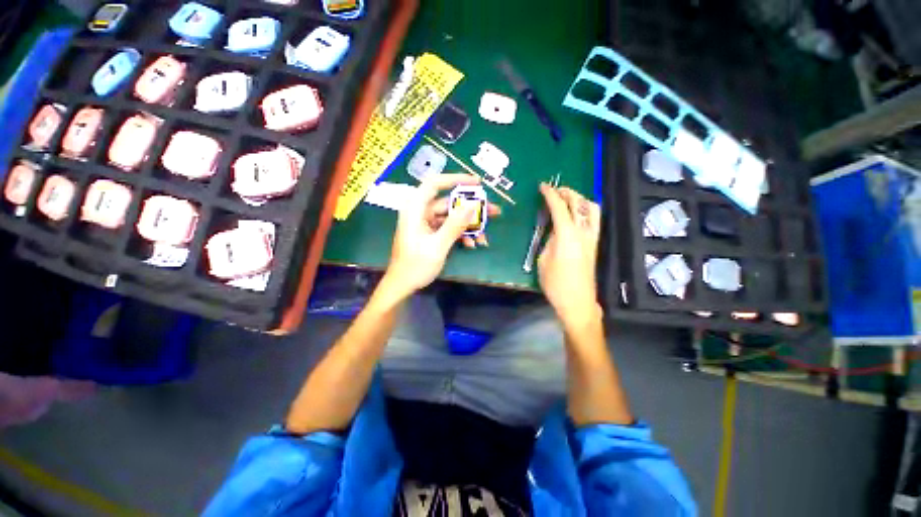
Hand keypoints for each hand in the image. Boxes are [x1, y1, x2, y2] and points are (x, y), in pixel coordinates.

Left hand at [382, 174, 500, 298]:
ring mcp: (426, 223)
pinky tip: (472, 245)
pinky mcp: (430, 233)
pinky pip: (449, 228)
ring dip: (469, 226)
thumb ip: (455, 224)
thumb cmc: (415, 266)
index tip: (477, 183)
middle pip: (448, 202)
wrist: (402, 286)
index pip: (435, 183)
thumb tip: (472, 205)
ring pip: (451, 217)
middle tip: (493, 211)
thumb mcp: (438, 246)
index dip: (456, 179)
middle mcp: (420, 212)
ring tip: (485, 236)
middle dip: (471, 209)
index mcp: (415, 209)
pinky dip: (461, 235)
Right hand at [537, 184, 602, 330]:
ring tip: (568, 198)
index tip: (543, 186)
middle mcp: (583, 232)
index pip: (560, 208)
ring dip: (580, 199)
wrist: (577, 302)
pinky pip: (594, 220)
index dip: (550, 195)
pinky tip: (577, 213)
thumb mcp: (543, 260)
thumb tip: (554, 231)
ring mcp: (592, 238)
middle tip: (555, 189)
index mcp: (567, 235)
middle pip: (578, 204)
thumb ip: (549, 241)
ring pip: (592, 209)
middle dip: (567, 192)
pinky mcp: (595, 244)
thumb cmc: (555, 283)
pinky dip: (586, 210)